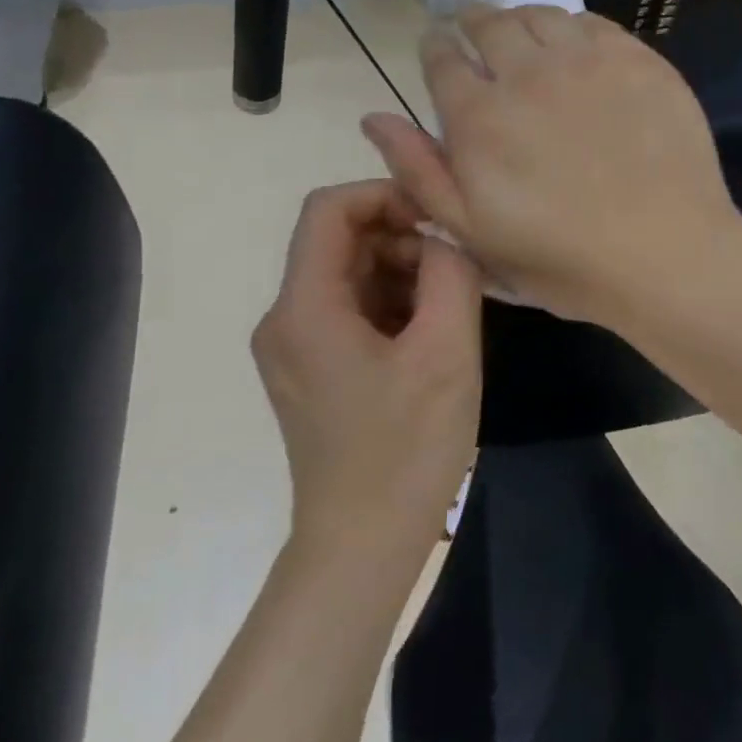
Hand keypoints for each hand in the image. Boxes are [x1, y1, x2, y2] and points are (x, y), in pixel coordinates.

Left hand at [251, 181, 481, 556]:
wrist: (363, 546)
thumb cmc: (406, 448)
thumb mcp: (447, 350)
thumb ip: (452, 273)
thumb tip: (445, 238)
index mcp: (305, 307)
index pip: (329, 208)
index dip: (385, 195)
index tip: (438, 221)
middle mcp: (285, 319)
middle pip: (340, 241)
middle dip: (401, 239)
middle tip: (456, 272)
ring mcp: (294, 348)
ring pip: (349, 275)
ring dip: (402, 274)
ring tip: (450, 308)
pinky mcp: (311, 371)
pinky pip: (350, 311)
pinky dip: (392, 305)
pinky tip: (430, 336)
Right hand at [361, 4, 741, 326]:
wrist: (665, 253)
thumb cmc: (563, 258)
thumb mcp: (473, 233)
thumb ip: (420, 171)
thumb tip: (374, 118)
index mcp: (479, 117)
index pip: (443, 59)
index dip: (435, 47)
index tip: (437, 46)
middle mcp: (527, 74)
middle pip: (488, 24)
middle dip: (472, 23)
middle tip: (474, 30)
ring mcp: (586, 61)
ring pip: (539, 16)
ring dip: (520, 19)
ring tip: (521, 34)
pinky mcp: (637, 60)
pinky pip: (592, 23)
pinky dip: (571, 26)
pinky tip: (574, 45)